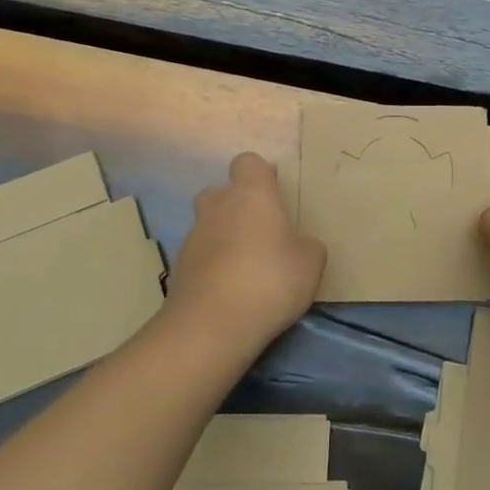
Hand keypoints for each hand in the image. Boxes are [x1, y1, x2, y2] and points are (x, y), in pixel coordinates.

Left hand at [167, 153, 325, 346]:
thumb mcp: (311, 261)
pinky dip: (214, 268)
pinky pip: (201, 258)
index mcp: (251, 193)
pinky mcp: (178, 270)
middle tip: (262, 232)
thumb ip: (305, 244)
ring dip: (225, 239)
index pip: (249, 162)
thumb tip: (297, 245)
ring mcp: (192, 237)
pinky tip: (232, 293)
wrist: (211, 326)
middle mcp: (217, 206)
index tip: (277, 196)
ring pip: (210, 226)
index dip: (261, 176)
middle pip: (222, 193)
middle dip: (238, 207)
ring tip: (249, 270)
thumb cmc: (270, 279)